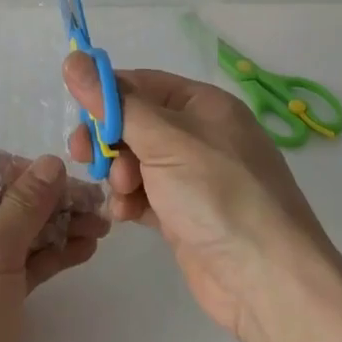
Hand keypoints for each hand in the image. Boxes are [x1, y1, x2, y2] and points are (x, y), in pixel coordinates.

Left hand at [0, 153, 108, 341]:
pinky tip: (86, 250)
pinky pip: (29, 264)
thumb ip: (25, 205)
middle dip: (53, 198)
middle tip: (98, 206)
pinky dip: (56, 254)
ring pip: (25, 232)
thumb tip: (51, 161)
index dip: (24, 168)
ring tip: (103, 228)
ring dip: (61, 226)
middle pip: (13, 200)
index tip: (61, 180)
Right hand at [64, 55, 337, 341]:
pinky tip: (125, 215)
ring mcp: (193, 177)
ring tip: (122, 192)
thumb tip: (73, 59)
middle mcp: (199, 135)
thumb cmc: (218, 194)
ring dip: (118, 173)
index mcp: (203, 105)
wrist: (268, 283)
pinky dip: (130, 200)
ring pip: (135, 160)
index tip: (77, 114)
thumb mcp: (164, 140)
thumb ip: (114, 103)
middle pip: (135, 123)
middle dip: (108, 139)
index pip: (141, 84)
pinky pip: (144, 194)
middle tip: (82, 155)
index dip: (106, 95)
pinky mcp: (184, 214)